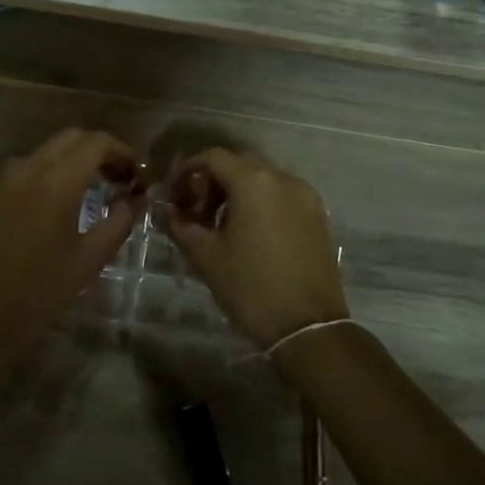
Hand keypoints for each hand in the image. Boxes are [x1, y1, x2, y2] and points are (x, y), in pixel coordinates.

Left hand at [0, 129, 142, 375]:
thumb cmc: (39, 292)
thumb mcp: (89, 260)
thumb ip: (119, 221)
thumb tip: (133, 198)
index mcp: (55, 181)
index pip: (96, 142)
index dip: (122, 152)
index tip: (134, 176)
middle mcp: (25, 169)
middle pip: (69, 138)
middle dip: (97, 152)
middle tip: (116, 180)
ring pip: (43, 154)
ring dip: (69, 163)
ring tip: (85, 194)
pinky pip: (20, 173)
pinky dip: (43, 177)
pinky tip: (49, 209)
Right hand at [164, 148, 348, 350]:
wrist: (308, 327)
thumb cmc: (250, 288)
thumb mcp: (206, 256)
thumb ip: (181, 225)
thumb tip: (167, 210)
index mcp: (254, 181)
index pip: (213, 157)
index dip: (188, 170)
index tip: (174, 194)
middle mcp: (283, 178)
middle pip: (240, 162)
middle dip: (213, 179)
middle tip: (196, 209)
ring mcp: (305, 196)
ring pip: (263, 178)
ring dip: (237, 190)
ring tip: (220, 224)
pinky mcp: (317, 216)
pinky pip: (281, 195)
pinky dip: (260, 201)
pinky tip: (248, 232)